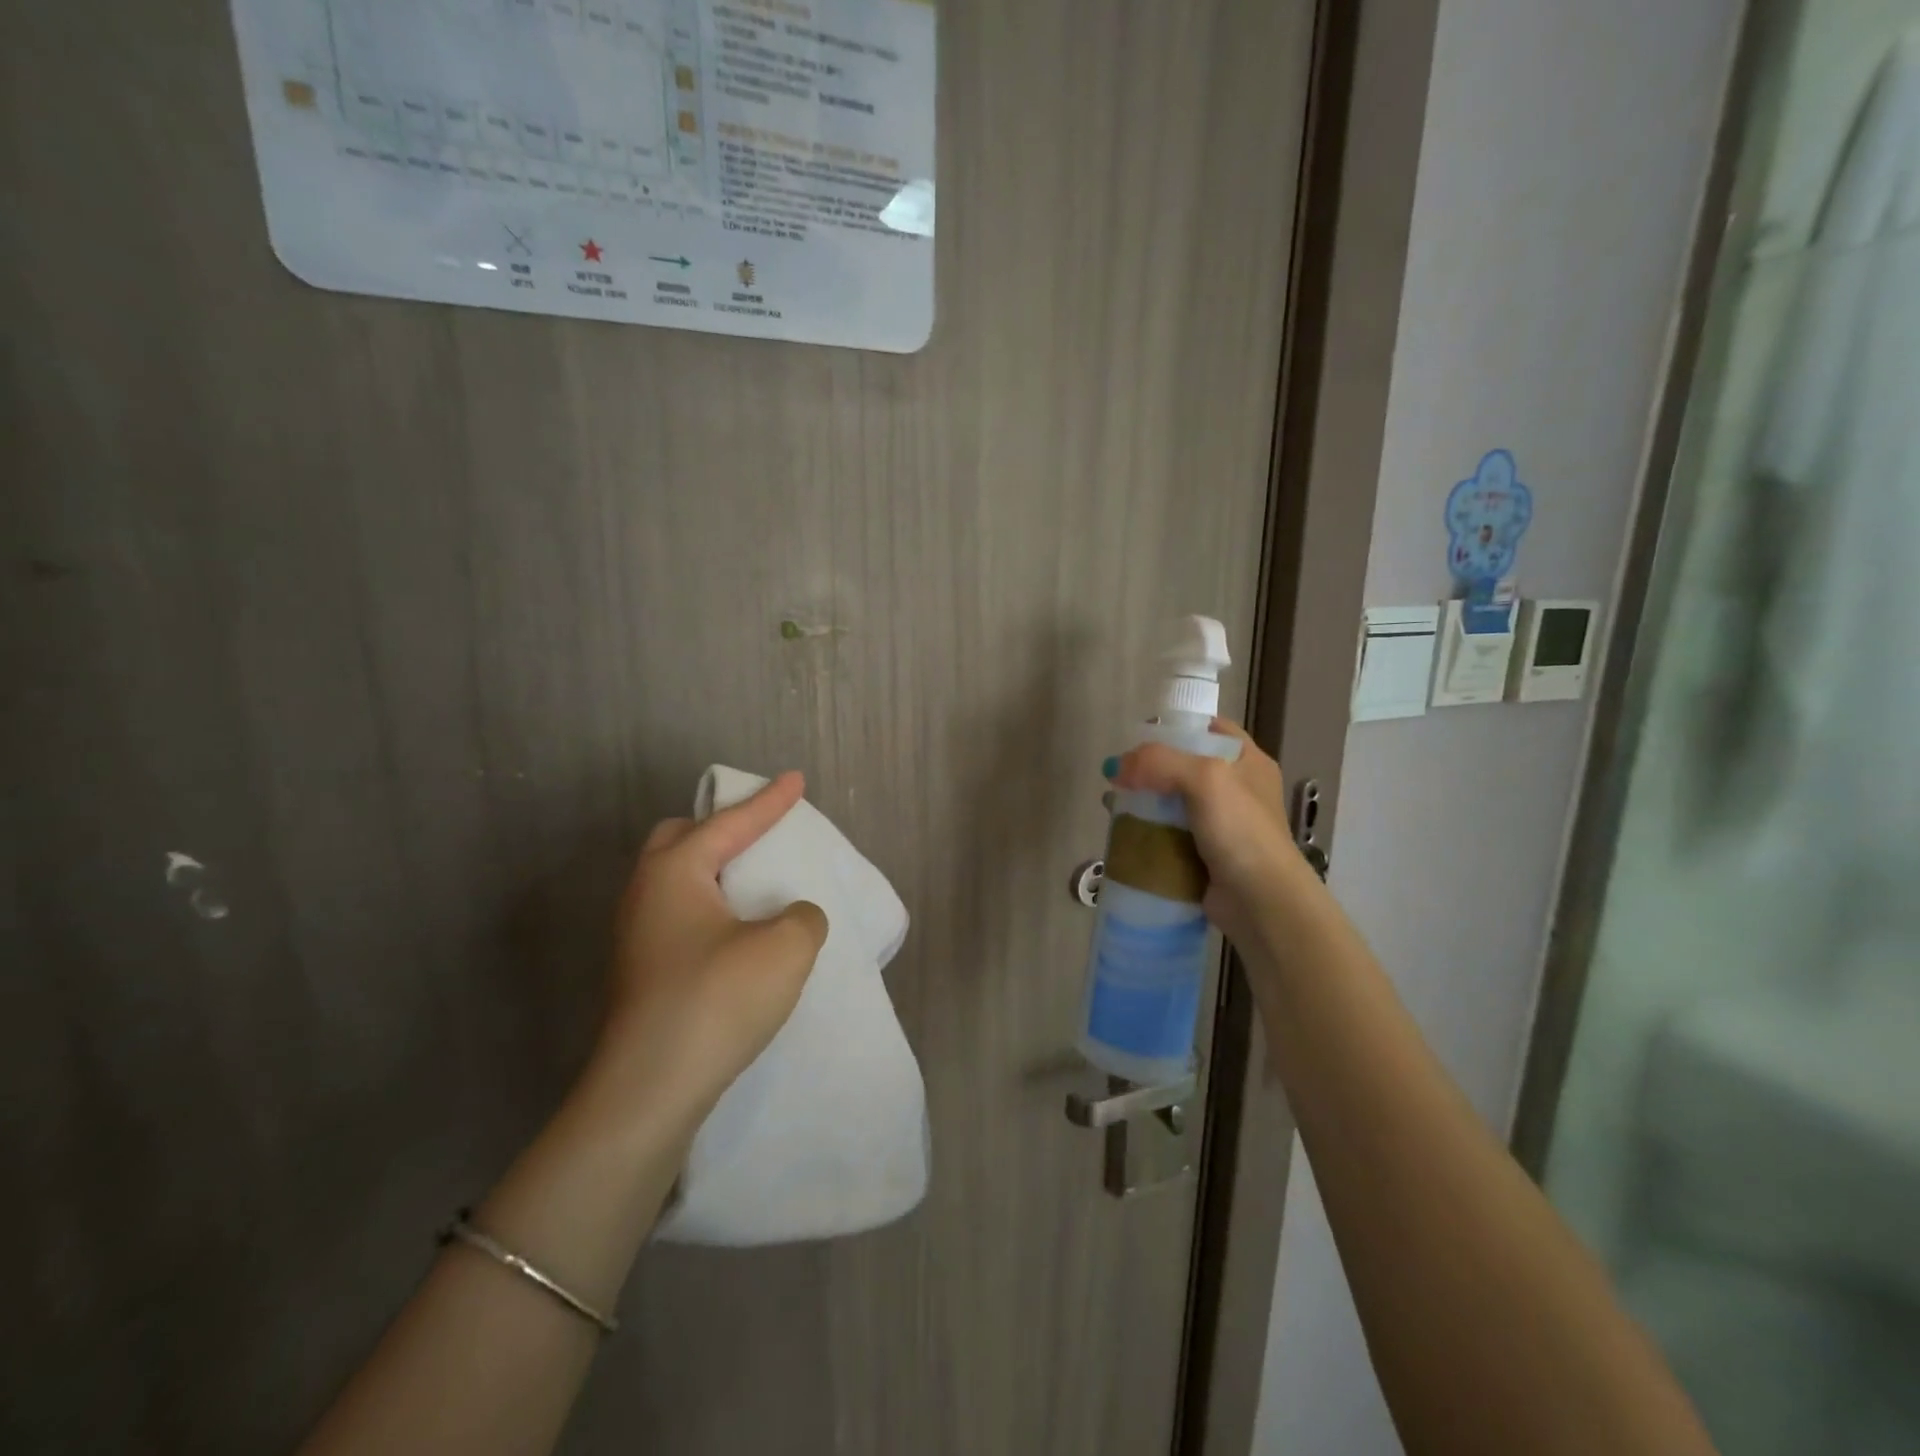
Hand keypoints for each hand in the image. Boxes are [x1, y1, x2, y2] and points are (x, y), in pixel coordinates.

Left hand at [596, 772, 828, 1127]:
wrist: (648, 1091)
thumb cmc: (716, 1001)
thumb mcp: (785, 948)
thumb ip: (802, 917)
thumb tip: (791, 918)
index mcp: (675, 871)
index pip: (731, 822)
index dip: (770, 801)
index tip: (797, 779)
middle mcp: (646, 893)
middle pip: (681, 838)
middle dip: (722, 827)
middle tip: (759, 833)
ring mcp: (637, 935)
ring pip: (676, 879)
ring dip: (714, 870)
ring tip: (752, 881)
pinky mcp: (642, 971)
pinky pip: (680, 914)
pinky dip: (710, 906)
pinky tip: (737, 932)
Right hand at [1107, 720, 1317, 961]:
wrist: (1260, 901)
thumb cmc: (1240, 830)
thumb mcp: (1205, 778)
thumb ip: (1158, 762)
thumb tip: (1115, 766)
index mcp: (1248, 762)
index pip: (1210, 730)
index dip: (1177, 727)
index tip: (1140, 736)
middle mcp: (1237, 790)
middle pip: (1186, 767)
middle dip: (1151, 769)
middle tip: (1121, 775)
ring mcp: (1222, 826)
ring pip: (1174, 803)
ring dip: (1145, 803)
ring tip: (1115, 805)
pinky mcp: (1205, 856)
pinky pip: (1170, 836)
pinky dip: (1149, 833)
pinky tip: (1125, 834)